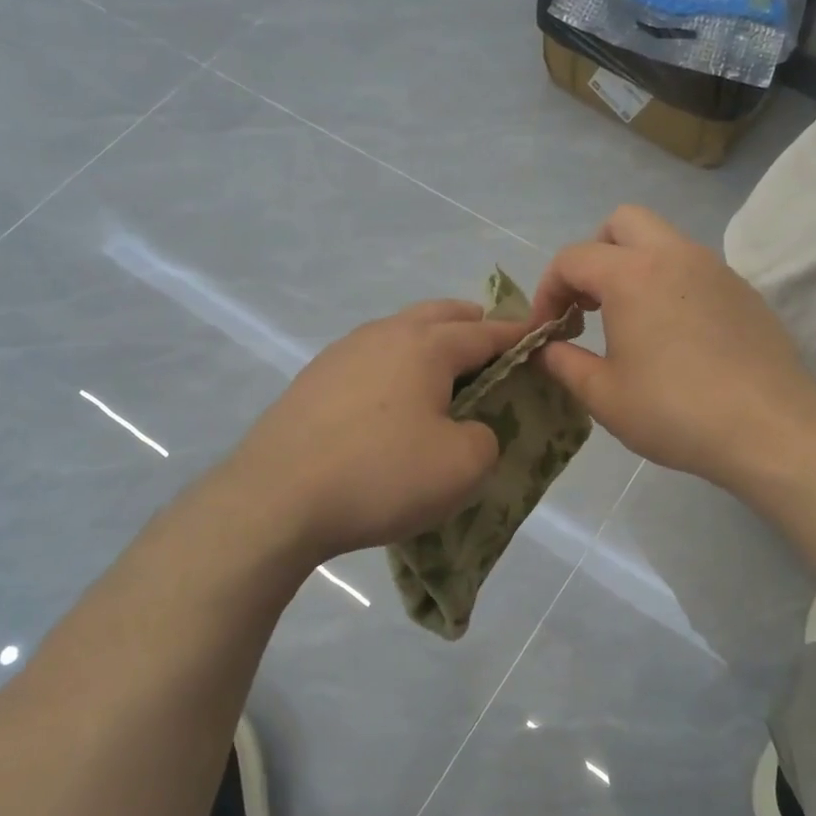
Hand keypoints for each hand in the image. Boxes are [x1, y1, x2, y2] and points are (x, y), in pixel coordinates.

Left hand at [224, 300, 528, 564]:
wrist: (275, 500)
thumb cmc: (382, 476)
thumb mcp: (462, 466)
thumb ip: (485, 437)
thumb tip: (468, 428)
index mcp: (426, 345)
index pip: (486, 332)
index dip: (518, 337)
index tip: (540, 339)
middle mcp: (383, 334)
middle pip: (439, 315)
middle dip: (472, 326)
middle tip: (493, 351)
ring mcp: (341, 354)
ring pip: (399, 334)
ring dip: (429, 345)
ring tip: (444, 378)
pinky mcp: (313, 381)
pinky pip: (370, 361)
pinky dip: (395, 369)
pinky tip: (391, 404)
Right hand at [529, 206, 815, 487]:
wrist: (770, 428)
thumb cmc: (675, 411)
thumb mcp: (604, 396)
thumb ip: (564, 364)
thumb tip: (546, 349)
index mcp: (632, 274)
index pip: (572, 259)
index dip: (547, 291)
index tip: (546, 330)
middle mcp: (674, 256)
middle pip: (621, 223)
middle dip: (593, 255)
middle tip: (588, 304)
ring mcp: (715, 269)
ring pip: (663, 241)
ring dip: (633, 267)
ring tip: (628, 322)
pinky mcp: (743, 290)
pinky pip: (693, 269)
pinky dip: (669, 285)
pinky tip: (675, 337)